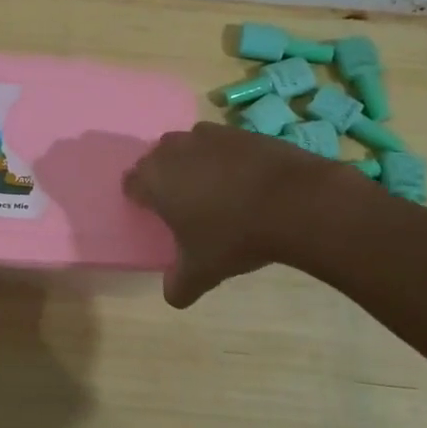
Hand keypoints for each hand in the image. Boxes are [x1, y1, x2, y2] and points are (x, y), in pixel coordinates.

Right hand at [123, 122, 353, 307]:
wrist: (295, 202)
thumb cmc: (234, 236)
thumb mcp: (202, 271)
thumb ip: (179, 285)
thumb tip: (173, 296)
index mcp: (154, 179)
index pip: (131, 183)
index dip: (140, 199)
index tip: (155, 217)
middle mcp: (174, 150)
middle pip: (156, 160)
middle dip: (164, 178)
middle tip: (182, 205)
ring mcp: (208, 135)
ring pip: (188, 146)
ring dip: (193, 163)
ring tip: (213, 190)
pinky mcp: (240, 131)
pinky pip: (221, 143)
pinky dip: (225, 158)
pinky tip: (244, 181)